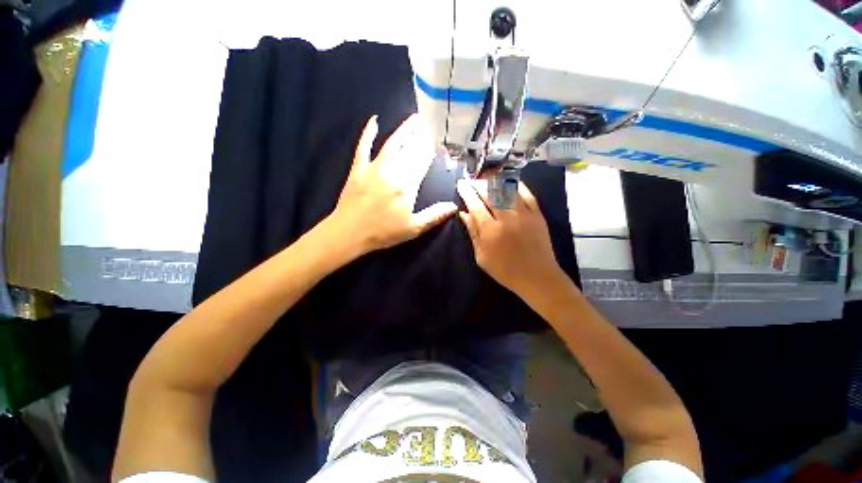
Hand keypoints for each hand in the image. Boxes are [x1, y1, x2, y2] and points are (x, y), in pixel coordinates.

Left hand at [327, 114, 456, 255]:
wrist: (349, 232)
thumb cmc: (383, 232)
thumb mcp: (413, 228)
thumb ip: (434, 215)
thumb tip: (454, 206)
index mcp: (407, 185)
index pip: (422, 162)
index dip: (430, 151)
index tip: (436, 143)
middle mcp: (392, 171)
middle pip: (409, 150)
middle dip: (420, 138)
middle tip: (428, 127)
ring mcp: (374, 168)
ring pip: (391, 143)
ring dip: (403, 130)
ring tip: (413, 120)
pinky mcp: (358, 168)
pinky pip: (363, 146)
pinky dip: (368, 133)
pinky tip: (374, 121)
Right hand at [457, 179, 565, 295]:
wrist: (537, 277)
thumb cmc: (505, 270)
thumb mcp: (481, 257)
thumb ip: (473, 233)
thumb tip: (464, 214)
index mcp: (490, 230)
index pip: (475, 205)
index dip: (466, 192)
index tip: (461, 184)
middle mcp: (506, 218)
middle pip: (490, 193)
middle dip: (478, 183)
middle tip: (471, 180)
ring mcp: (524, 214)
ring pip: (508, 190)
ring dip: (495, 180)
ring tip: (486, 177)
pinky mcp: (537, 214)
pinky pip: (527, 194)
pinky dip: (516, 185)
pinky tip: (509, 181)